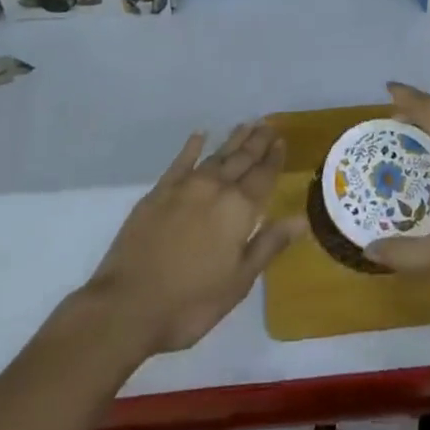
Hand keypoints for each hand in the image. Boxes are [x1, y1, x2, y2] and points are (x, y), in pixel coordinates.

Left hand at [86, 122, 304, 354]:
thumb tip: (301, 218)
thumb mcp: (238, 282)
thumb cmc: (191, 302)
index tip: (281, 140)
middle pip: (242, 159)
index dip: (273, 158)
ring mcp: (185, 187)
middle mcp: (215, 188)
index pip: (263, 176)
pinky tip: (200, 135)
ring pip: (216, 155)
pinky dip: (192, 146)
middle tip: (268, 124)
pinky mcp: (159, 192)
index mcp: (239, 210)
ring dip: (233, 140)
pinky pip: (181, 161)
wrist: (127, 305)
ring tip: (246, 125)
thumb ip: (268, 245)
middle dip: (257, 142)